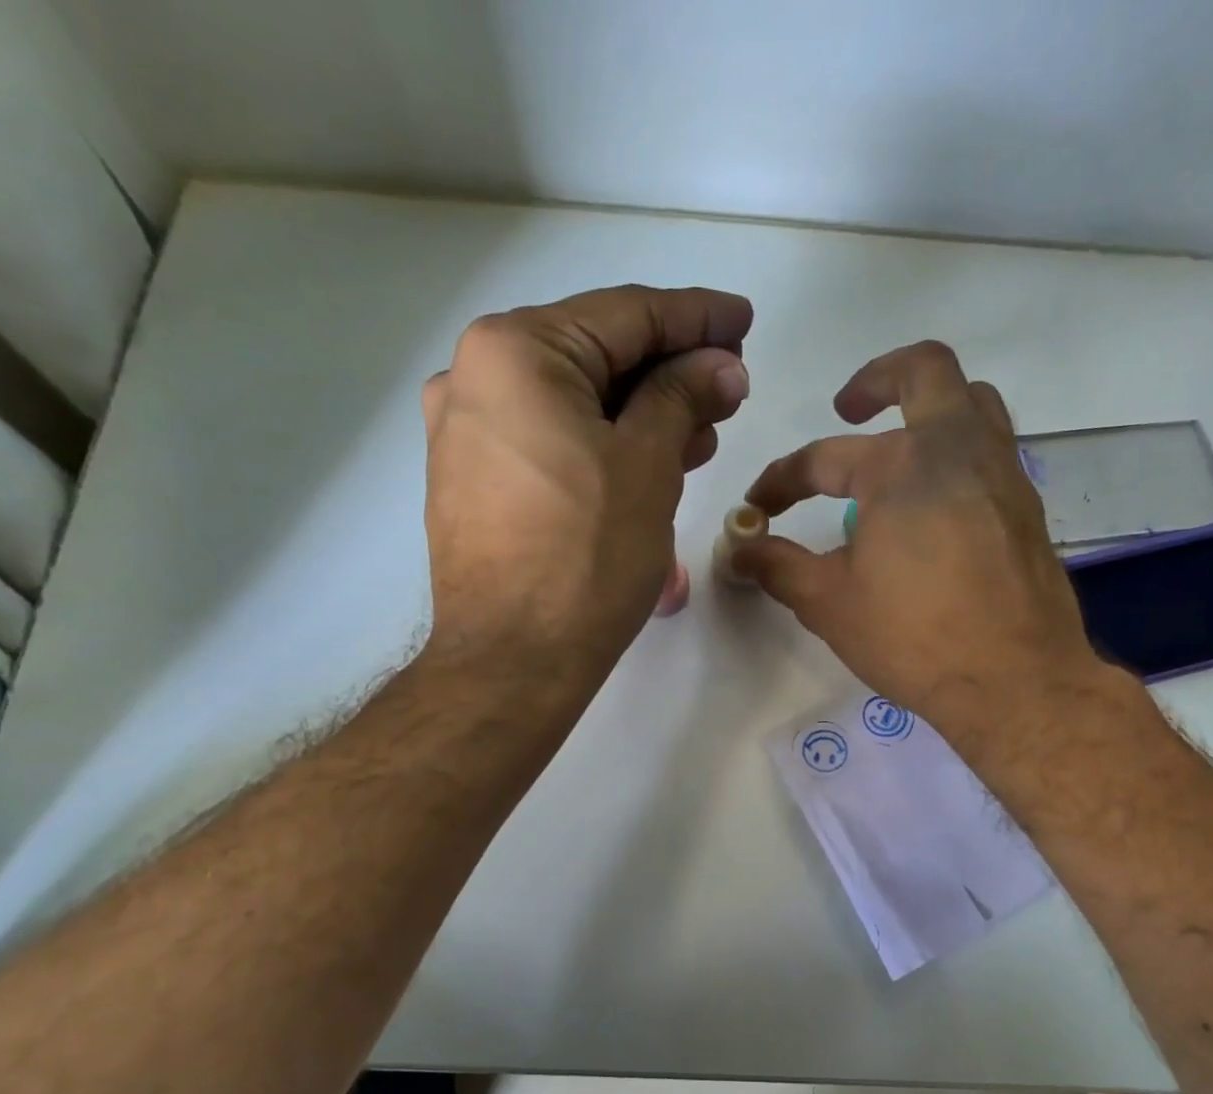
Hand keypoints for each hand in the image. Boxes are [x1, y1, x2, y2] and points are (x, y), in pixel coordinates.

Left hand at [420, 284, 752, 676]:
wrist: (514, 659)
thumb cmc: (587, 557)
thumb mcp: (648, 465)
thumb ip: (684, 398)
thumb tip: (721, 365)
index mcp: (516, 351)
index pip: (625, 315)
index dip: (696, 318)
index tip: (745, 321)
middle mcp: (475, 375)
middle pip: (596, 355)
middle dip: (671, 370)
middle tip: (731, 386)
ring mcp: (467, 431)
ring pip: (575, 402)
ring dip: (642, 411)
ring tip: (705, 430)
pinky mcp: (473, 479)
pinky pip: (550, 440)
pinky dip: (603, 442)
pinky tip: (650, 458)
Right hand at [735, 340, 1119, 754]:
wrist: (1014, 681)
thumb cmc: (913, 637)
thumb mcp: (828, 603)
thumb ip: (778, 567)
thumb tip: (740, 549)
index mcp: (900, 465)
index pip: (823, 458)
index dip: (781, 480)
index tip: (759, 508)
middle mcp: (957, 448)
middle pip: (924, 370)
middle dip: (877, 378)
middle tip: (848, 408)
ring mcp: (1002, 474)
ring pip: (974, 402)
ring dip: (931, 408)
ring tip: (899, 446)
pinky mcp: (1027, 508)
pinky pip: (993, 452)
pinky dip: (958, 455)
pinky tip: (936, 504)